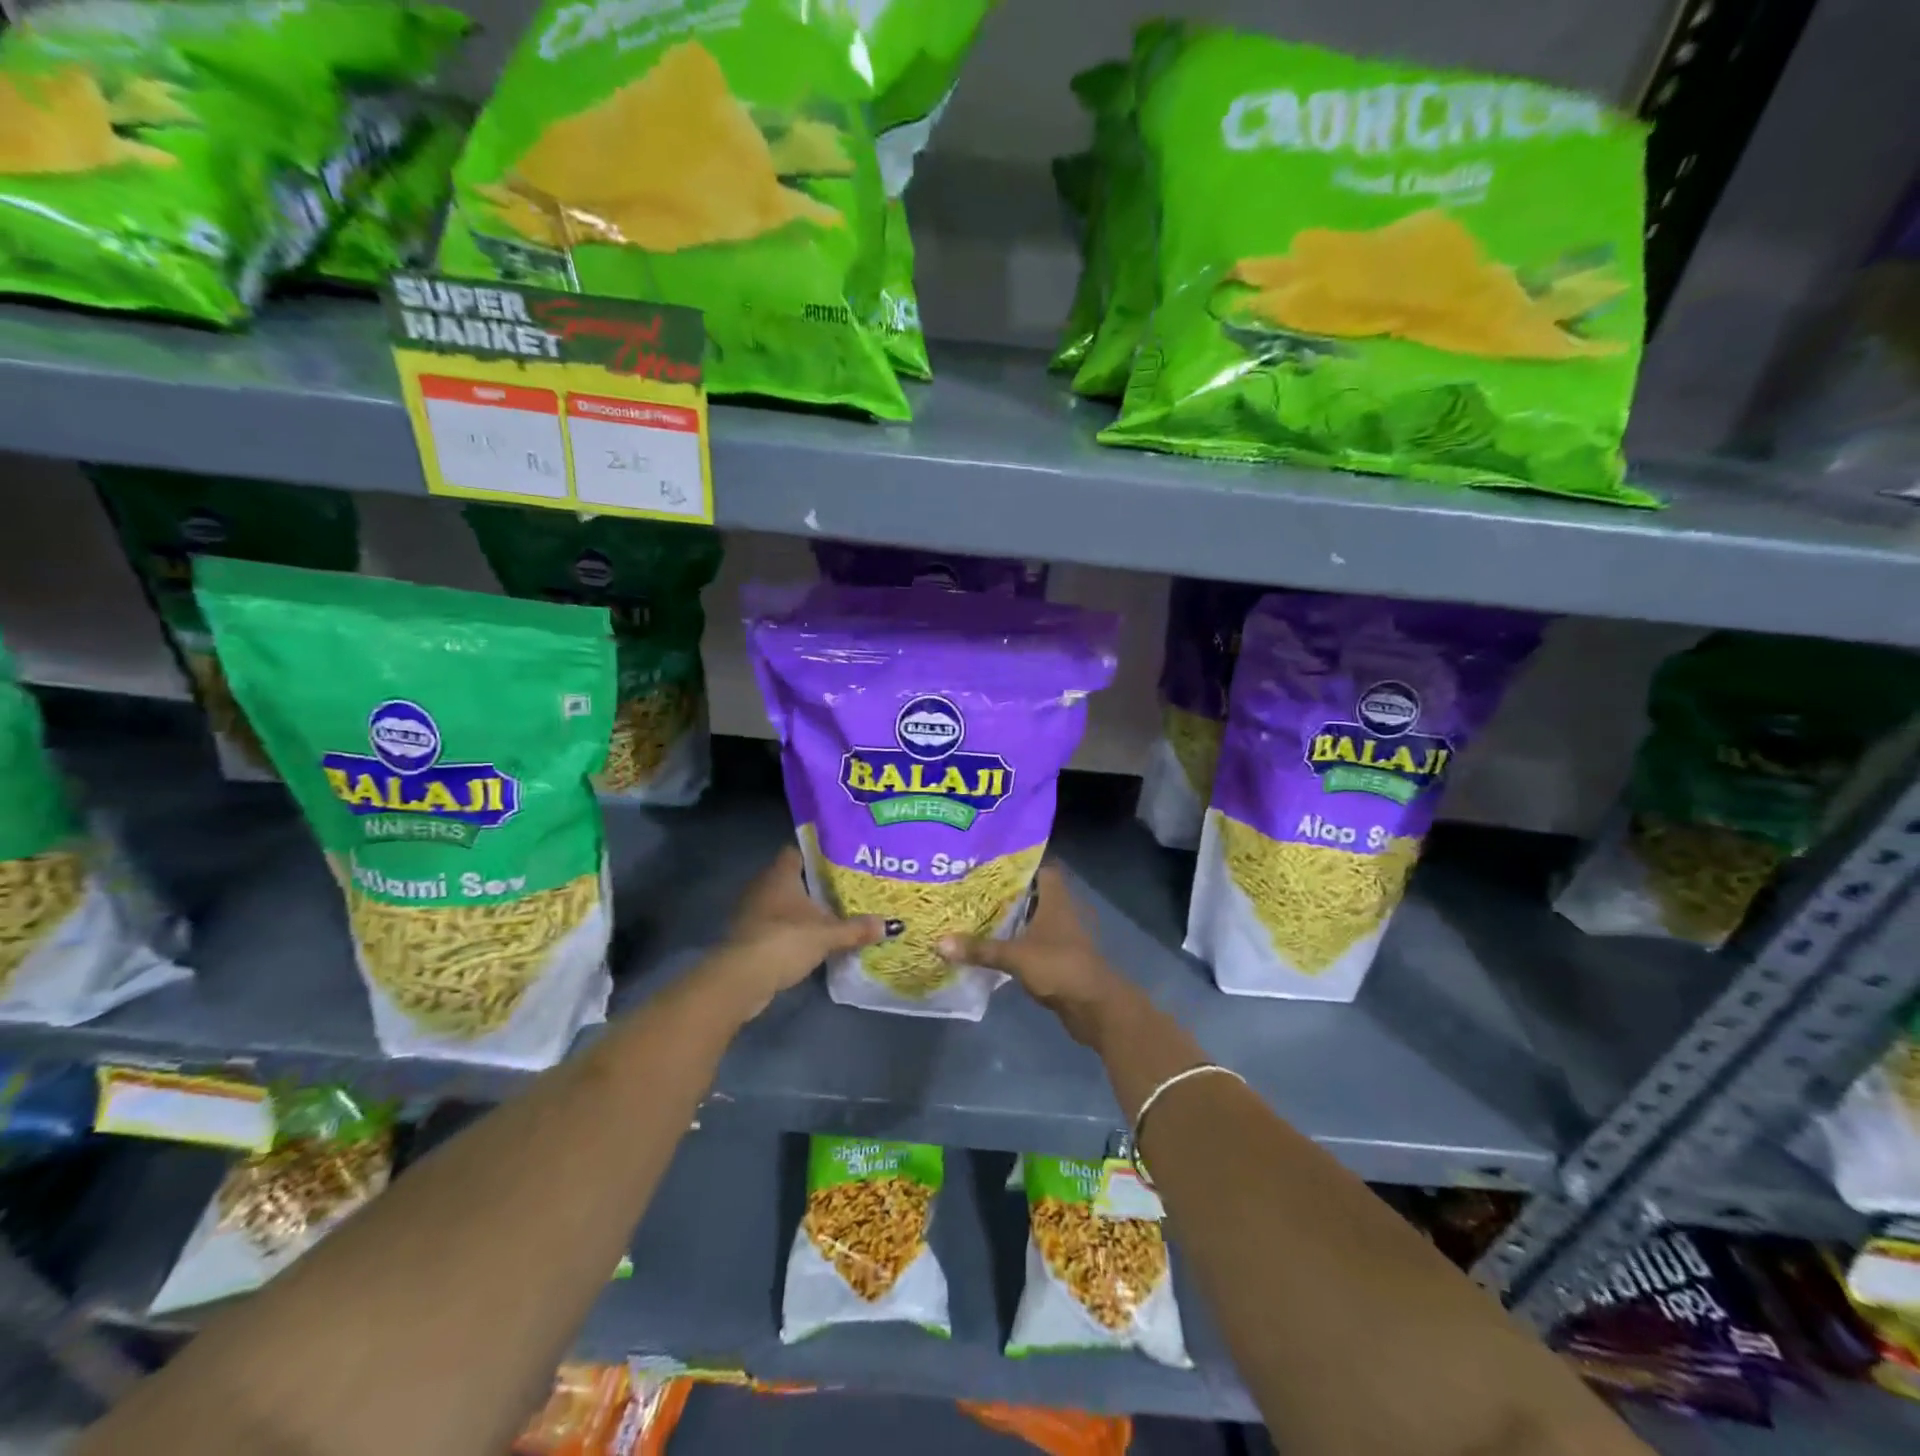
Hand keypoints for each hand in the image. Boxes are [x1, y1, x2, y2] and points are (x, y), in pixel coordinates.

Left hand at [703, 846, 891, 1019]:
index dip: (816, 854)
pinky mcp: (745, 936)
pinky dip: (788, 930)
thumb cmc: (785, 940)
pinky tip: (807, 940)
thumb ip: (857, 929)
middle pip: (790, 878)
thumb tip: (894, 925)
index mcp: (780, 874)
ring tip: (829, 915)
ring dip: (799, 910)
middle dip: (812, 884)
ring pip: (780, 903)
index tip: (839, 861)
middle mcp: (762, 886)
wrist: (741, 978)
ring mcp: (750, 911)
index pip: (797, 852)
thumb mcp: (828, 935)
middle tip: (841, 889)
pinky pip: (772, 925)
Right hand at [937, 865, 1132, 1047]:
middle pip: (1032, 894)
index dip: (1019, 862)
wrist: (1095, 1007)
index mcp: (1055, 900)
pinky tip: (990, 944)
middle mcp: (1060, 912)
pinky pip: (1031, 942)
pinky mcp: (1057, 958)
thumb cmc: (1060, 967)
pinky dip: (1015, 941)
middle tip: (972, 887)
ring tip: (974, 912)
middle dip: (1006, 891)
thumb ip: (980, 949)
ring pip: (1031, 919)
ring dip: (1010, 918)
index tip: (990, 861)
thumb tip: (939, 942)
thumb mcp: (1016, 956)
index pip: (1041, 868)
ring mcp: (1060, 936)